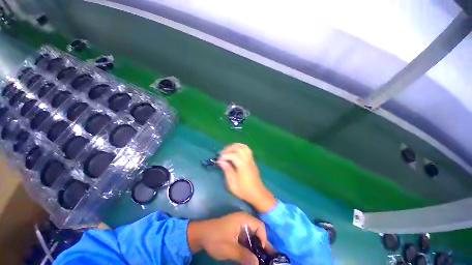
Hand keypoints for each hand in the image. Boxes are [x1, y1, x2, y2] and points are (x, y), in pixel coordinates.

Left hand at [188, 212, 266, 263]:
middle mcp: (244, 219)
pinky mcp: (237, 230)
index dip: (263, 239)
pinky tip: (251, 256)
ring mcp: (240, 224)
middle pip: (258, 230)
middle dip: (262, 244)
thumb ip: (244, 255)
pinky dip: (250, 246)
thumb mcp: (229, 248)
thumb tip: (258, 264)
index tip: (262, 253)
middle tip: (266, 258)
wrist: (201, 235)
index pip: (260, 226)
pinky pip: (247, 237)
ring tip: (261, 259)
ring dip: (256, 246)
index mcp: (243, 219)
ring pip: (253, 235)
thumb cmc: (216, 238)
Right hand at [217, 143, 276, 212]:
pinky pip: (247, 149)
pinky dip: (240, 147)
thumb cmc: (244, 190)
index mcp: (242, 165)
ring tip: (228, 151)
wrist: (257, 193)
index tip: (219, 161)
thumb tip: (221, 161)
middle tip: (222, 154)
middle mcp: (247, 159)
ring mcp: (251, 159)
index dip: (224, 156)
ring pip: (243, 146)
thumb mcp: (232, 183)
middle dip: (228, 149)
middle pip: (238, 148)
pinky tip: (236, 152)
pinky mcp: (252, 160)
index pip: (232, 155)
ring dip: (235, 146)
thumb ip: (227, 170)